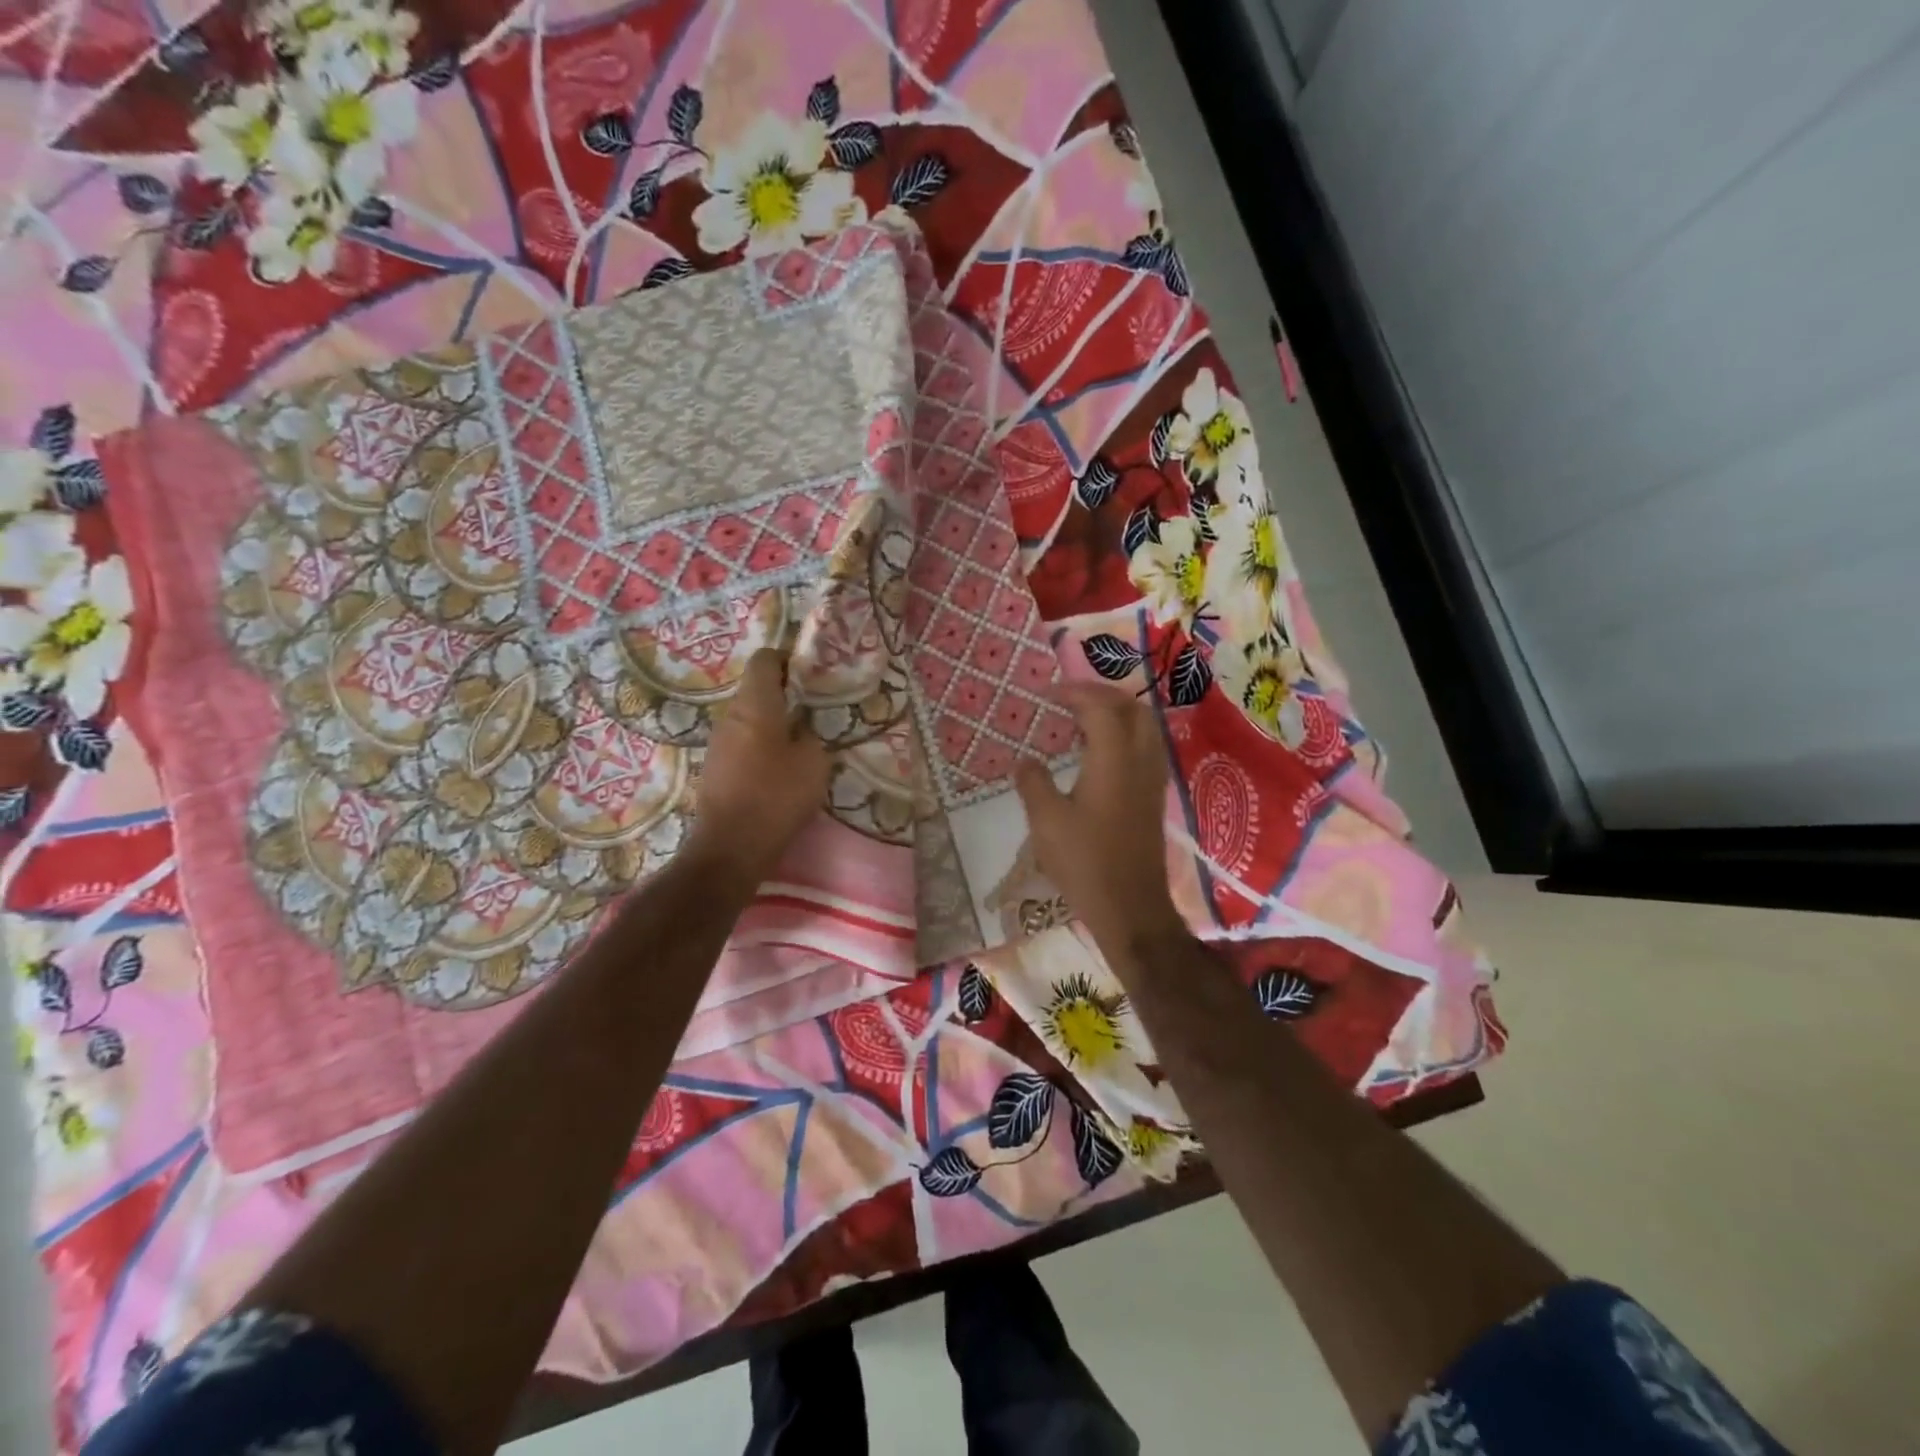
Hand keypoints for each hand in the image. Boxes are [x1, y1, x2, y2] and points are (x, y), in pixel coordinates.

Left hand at [690, 649, 829, 885]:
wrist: (730, 848)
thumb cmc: (776, 797)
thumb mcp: (814, 763)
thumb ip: (812, 736)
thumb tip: (805, 730)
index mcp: (755, 705)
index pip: (764, 660)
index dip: (787, 659)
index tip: (810, 673)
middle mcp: (730, 716)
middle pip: (756, 689)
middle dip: (785, 694)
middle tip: (815, 710)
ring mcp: (718, 743)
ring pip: (750, 718)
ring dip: (774, 723)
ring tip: (802, 742)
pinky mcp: (716, 769)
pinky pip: (743, 744)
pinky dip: (762, 747)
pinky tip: (781, 770)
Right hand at [1015, 682, 1184, 955]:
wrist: (1131, 908)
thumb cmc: (1085, 863)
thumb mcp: (1046, 823)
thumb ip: (1033, 783)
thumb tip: (1024, 760)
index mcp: (1114, 760)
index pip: (1102, 707)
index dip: (1075, 693)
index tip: (1048, 694)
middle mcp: (1140, 761)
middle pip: (1132, 708)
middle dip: (1102, 695)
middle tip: (1069, 700)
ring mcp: (1152, 780)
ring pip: (1145, 727)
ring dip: (1117, 714)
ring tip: (1083, 721)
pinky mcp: (1154, 798)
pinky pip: (1146, 748)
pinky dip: (1125, 735)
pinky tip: (1100, 754)